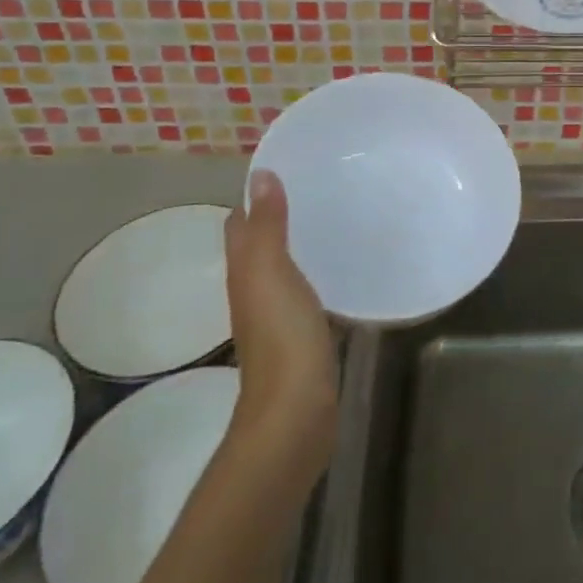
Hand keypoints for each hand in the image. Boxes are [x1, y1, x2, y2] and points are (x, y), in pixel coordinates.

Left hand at [223, 171, 338, 439]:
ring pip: (283, 268)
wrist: (295, 411)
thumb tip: (260, 175)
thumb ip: (268, 225)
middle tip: (317, 189)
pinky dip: (317, 272)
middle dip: (279, 216)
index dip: (254, 198)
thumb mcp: (272, 272)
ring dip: (300, 244)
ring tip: (334, 218)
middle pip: (260, 245)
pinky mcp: (302, 334)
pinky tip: (342, 267)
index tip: (286, 171)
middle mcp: (254, 290)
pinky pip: (306, 291)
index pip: (240, 225)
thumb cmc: (282, 336)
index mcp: (245, 272)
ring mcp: (277, 315)